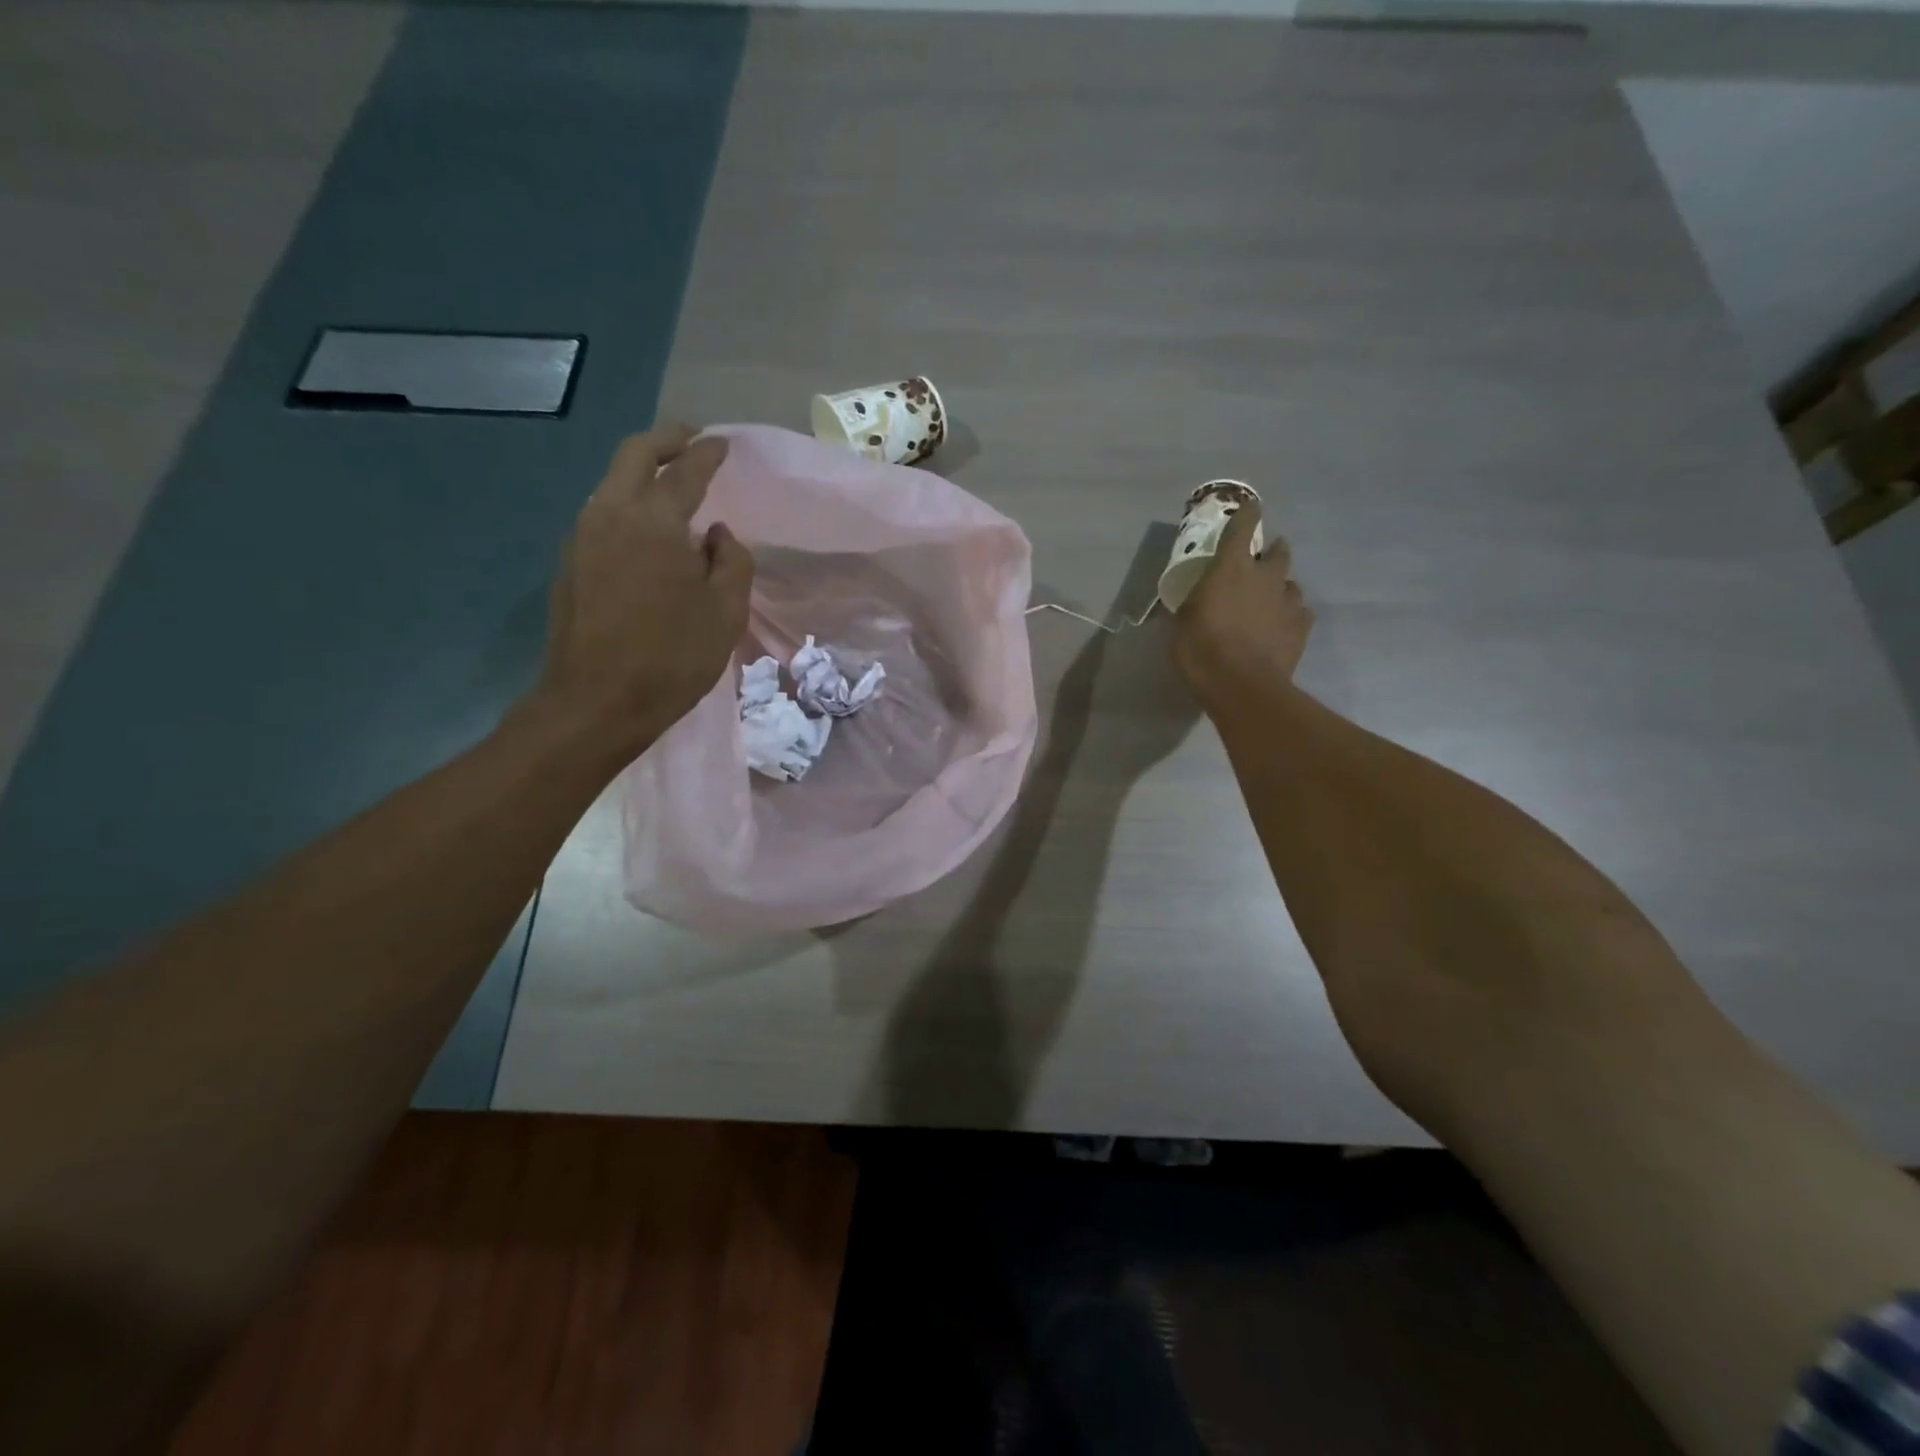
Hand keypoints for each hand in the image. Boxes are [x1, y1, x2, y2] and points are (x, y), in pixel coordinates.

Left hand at [527, 425, 752, 761]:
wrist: (595, 702)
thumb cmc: (672, 658)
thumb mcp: (725, 613)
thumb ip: (732, 563)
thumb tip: (718, 535)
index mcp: (655, 523)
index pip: (685, 471)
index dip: (707, 454)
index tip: (722, 444)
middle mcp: (611, 515)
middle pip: (633, 455)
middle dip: (664, 440)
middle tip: (690, 439)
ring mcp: (582, 537)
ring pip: (610, 483)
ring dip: (640, 471)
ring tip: (669, 484)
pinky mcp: (569, 563)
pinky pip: (601, 514)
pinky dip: (626, 504)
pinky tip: (645, 530)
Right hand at [1170, 501, 1313, 707]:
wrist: (1242, 685)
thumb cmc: (1202, 650)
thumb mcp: (1181, 625)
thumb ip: (1188, 606)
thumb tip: (1182, 602)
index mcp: (1231, 568)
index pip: (1242, 528)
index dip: (1247, 513)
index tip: (1251, 506)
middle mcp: (1265, 576)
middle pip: (1279, 551)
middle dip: (1272, 552)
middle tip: (1262, 561)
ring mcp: (1288, 600)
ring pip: (1291, 583)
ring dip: (1280, 587)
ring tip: (1269, 601)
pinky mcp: (1302, 626)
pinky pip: (1300, 612)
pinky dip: (1291, 614)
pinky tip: (1281, 627)